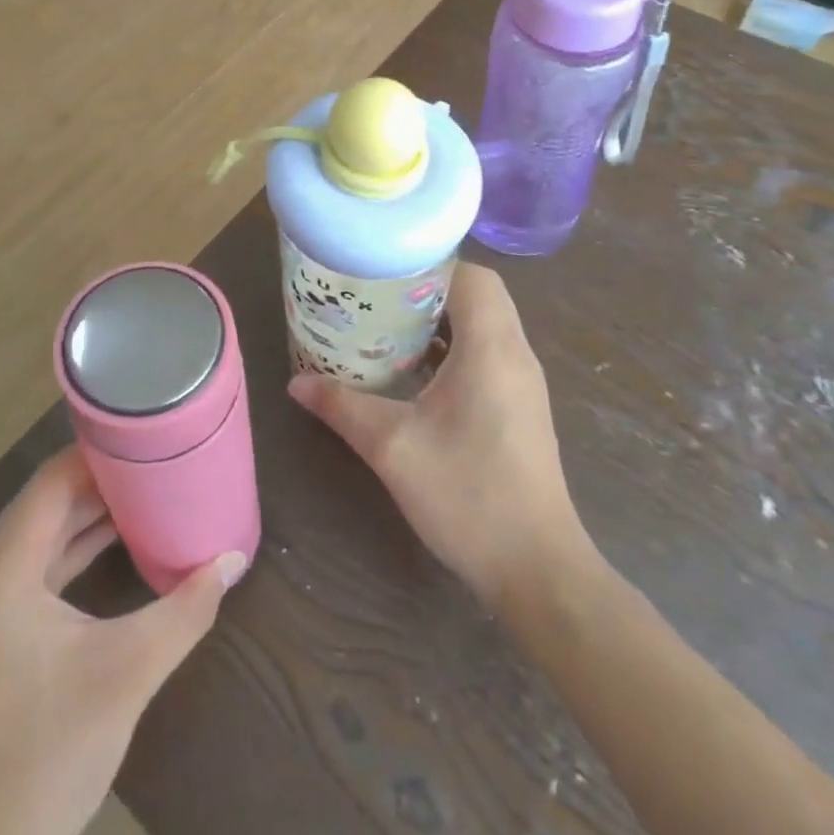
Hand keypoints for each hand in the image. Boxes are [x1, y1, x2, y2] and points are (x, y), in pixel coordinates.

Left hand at [0, 449, 245, 834]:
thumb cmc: (48, 756)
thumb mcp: (127, 674)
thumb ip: (185, 610)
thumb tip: (234, 557)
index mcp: (1, 569)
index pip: (53, 479)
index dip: (100, 451)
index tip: (150, 436)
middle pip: (47, 499)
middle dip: (103, 477)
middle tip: (158, 458)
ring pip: (42, 530)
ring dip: (90, 512)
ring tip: (148, 489)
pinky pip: (37, 562)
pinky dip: (75, 546)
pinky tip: (118, 540)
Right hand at [289, 262, 589, 613]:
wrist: (537, 570)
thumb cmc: (468, 495)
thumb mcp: (392, 447)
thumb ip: (342, 407)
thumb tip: (296, 383)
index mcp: (491, 347)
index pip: (471, 276)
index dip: (428, 264)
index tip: (383, 270)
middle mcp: (514, 354)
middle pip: (478, 294)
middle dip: (428, 288)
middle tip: (377, 296)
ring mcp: (522, 383)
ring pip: (483, 324)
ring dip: (440, 319)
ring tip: (387, 325)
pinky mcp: (520, 407)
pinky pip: (487, 353)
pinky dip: (453, 347)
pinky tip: (414, 372)